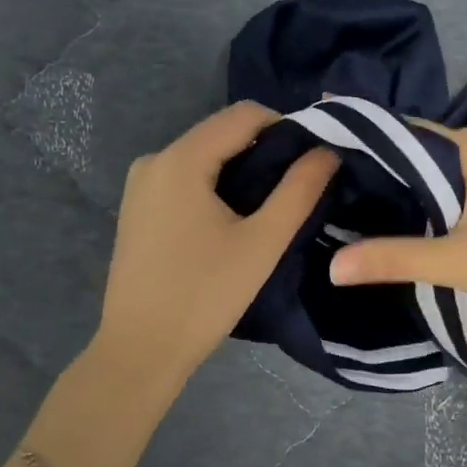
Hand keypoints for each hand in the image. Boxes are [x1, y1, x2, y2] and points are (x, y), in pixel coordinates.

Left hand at [94, 102, 337, 394]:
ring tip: (271, 206)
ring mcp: (141, 184)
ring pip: (205, 157)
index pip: (244, 114)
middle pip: (222, 133)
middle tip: (299, 185)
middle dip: (265, 150)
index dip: (286, 127)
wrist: (140, 351)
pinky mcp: (138, 208)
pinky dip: (216, 187)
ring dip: (242, 170)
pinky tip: (234, 220)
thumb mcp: (262, 243)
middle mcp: (154, 160)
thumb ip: (299, 190)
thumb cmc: (204, 296)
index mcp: (180, 159)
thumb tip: (327, 151)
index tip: (314, 159)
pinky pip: (186, 179)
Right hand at [328, 123, 466, 345]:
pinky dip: (417, 202)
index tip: (316, 135)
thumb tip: (331, 266)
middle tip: (320, 171)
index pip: (401, 126)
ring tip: (345, 195)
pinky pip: (444, 195)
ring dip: (395, 183)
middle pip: (414, 149)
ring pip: (430, 174)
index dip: (360, 129)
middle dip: (372, 157)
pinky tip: (395, 221)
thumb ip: (394, 259)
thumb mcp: (457, 260)